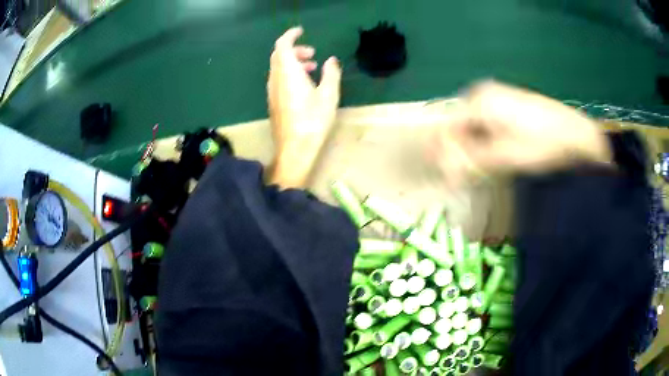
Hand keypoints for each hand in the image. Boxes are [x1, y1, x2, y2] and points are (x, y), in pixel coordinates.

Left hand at [267, 27, 341, 187]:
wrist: (294, 149)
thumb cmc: (313, 121)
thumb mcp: (329, 95)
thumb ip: (331, 74)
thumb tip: (331, 60)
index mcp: (288, 73)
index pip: (282, 45)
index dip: (290, 35)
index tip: (302, 32)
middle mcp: (276, 79)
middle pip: (279, 55)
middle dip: (295, 49)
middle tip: (312, 54)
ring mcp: (272, 91)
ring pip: (278, 67)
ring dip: (293, 62)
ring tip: (312, 68)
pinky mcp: (273, 102)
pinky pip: (278, 79)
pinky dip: (289, 73)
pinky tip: (304, 84)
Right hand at [433, 81, 610, 185]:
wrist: (577, 135)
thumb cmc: (543, 145)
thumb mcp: (505, 157)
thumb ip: (472, 162)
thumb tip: (445, 170)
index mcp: (479, 101)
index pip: (448, 127)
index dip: (448, 152)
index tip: (455, 175)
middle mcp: (484, 93)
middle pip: (460, 125)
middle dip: (464, 150)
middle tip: (477, 173)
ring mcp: (497, 96)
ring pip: (474, 125)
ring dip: (477, 147)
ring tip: (492, 165)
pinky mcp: (509, 103)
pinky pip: (488, 122)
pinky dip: (489, 140)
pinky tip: (503, 153)